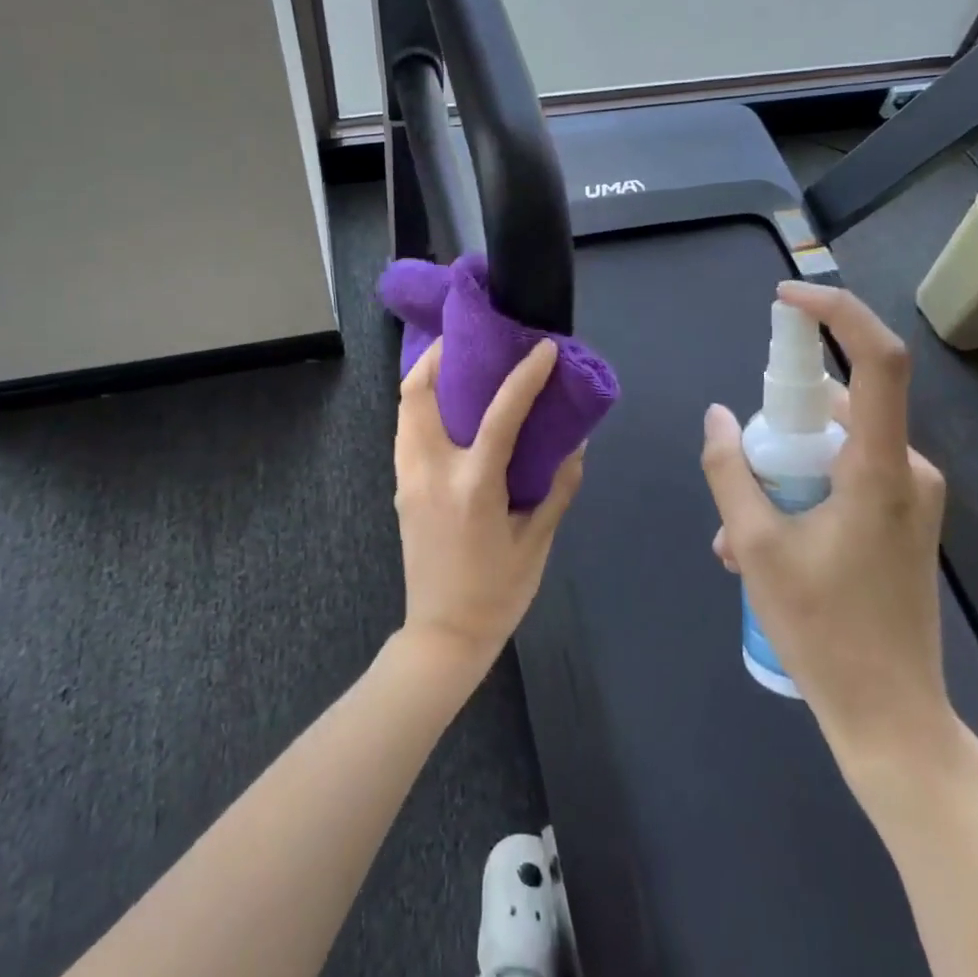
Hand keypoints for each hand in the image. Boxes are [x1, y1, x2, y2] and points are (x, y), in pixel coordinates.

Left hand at [393, 338, 582, 677]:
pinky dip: (422, 406)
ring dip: (427, 378)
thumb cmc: (497, 592)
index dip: (525, 376)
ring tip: (459, 366)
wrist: (443, 636)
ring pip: (405, 409)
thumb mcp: (537, 542)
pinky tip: (449, 409)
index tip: (543, 349)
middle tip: (471, 340)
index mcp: (472, 485)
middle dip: (439, 356)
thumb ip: (558, 488)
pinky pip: (406, 431)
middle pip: (418, 394)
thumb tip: (576, 444)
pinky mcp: (401, 489)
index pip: (500, 414)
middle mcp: (432, 472)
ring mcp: (408, 479)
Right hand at [701, 283, 951, 770]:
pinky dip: (800, 490)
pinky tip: (762, 544)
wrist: (893, 720)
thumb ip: (730, 470)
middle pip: (833, 407)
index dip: (836, 313)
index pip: (877, 360)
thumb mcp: (754, 547)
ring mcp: (909, 495)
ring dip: (780, 471)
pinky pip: (844, 474)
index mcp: (879, 468)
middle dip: (775, 428)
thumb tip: (717, 416)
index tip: (787, 300)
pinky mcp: (903, 517)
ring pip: (831, 446)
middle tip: (736, 473)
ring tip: (735, 532)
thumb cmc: (825, 633)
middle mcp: (906, 469)